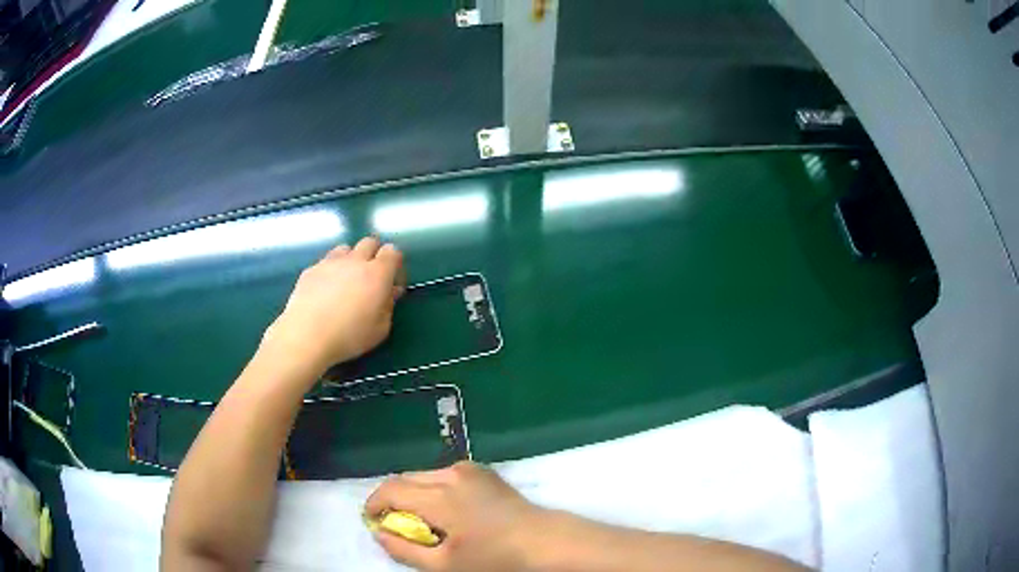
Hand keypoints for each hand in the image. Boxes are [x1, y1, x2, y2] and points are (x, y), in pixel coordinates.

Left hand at [261, 236, 404, 377]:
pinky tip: (325, 292)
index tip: (392, 284)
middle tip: (371, 279)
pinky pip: (325, 262)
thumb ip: (389, 305)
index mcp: (377, 273)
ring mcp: (330, 262)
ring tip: (346, 282)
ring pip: (346, 248)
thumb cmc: (349, 336)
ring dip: (351, 259)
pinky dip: (330, 271)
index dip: (395, 265)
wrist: (307, 335)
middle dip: (374, 255)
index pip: (393, 252)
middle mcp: (355, 260)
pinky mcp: (311, 269)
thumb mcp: (381, 328)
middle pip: (370, 242)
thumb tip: (390, 291)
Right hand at [365, 462, 545, 571]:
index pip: (391, 490)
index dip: (373, 504)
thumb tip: (379, 532)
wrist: (546, 542)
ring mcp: (470, 469)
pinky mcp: (484, 472)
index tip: (370, 521)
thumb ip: (405, 549)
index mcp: (440, 496)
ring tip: (422, 521)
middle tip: (395, 525)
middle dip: (393, 499)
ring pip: (425, 475)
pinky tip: (446, 511)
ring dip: (414, 494)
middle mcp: (451, 474)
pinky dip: (433, 489)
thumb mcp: (444, 565)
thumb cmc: (495, 558)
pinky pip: (445, 475)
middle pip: (406, 479)